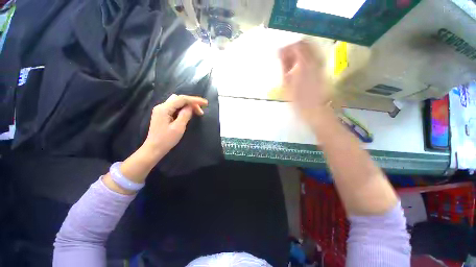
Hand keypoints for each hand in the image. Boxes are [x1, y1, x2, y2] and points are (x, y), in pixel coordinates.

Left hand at [142, 94, 207, 160]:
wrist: (154, 149)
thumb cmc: (166, 140)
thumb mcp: (178, 127)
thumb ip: (185, 114)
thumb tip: (191, 106)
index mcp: (164, 108)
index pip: (182, 99)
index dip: (195, 100)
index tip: (205, 103)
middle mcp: (162, 106)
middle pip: (180, 99)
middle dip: (192, 103)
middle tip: (201, 112)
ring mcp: (161, 110)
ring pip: (178, 103)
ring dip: (188, 106)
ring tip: (196, 112)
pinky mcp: (163, 114)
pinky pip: (175, 108)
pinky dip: (183, 109)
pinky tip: (188, 114)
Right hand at [279, 41, 332, 125]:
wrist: (314, 110)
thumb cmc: (298, 100)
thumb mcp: (287, 84)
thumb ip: (284, 67)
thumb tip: (280, 54)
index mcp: (305, 63)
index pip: (297, 45)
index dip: (286, 48)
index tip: (279, 55)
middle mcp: (314, 61)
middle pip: (304, 46)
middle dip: (292, 51)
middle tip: (283, 62)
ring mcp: (319, 65)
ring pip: (308, 52)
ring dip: (297, 57)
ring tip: (289, 68)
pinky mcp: (321, 71)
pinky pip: (311, 60)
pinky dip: (303, 62)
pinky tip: (297, 72)